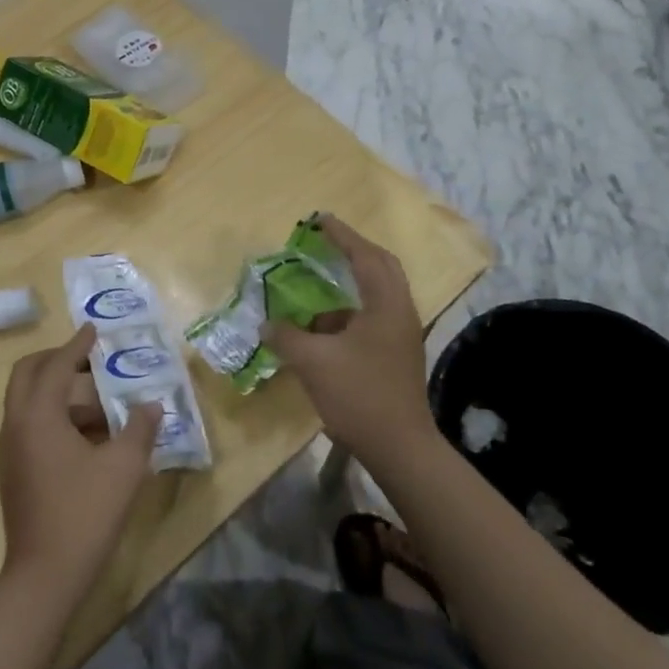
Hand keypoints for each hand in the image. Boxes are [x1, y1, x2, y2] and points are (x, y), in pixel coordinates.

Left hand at [0, 324, 161, 599]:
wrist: (43, 577)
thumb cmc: (84, 513)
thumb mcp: (123, 468)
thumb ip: (139, 429)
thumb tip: (151, 405)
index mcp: (38, 415)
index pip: (56, 366)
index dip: (76, 346)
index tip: (93, 329)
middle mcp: (16, 424)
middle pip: (27, 375)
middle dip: (55, 360)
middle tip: (87, 359)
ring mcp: (10, 449)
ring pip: (28, 401)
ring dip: (58, 391)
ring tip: (100, 401)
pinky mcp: (13, 470)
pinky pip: (31, 424)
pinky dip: (54, 415)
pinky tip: (88, 435)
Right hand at [261, 214, 439, 464]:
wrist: (400, 448)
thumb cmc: (359, 396)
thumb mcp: (314, 362)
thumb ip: (287, 337)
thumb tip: (267, 325)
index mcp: (386, 305)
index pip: (364, 256)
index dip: (341, 235)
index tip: (320, 219)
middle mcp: (400, 312)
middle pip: (381, 267)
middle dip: (354, 250)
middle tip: (326, 243)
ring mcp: (401, 335)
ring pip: (377, 294)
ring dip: (350, 284)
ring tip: (317, 286)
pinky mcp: (397, 354)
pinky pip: (372, 317)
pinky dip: (348, 313)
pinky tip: (322, 328)